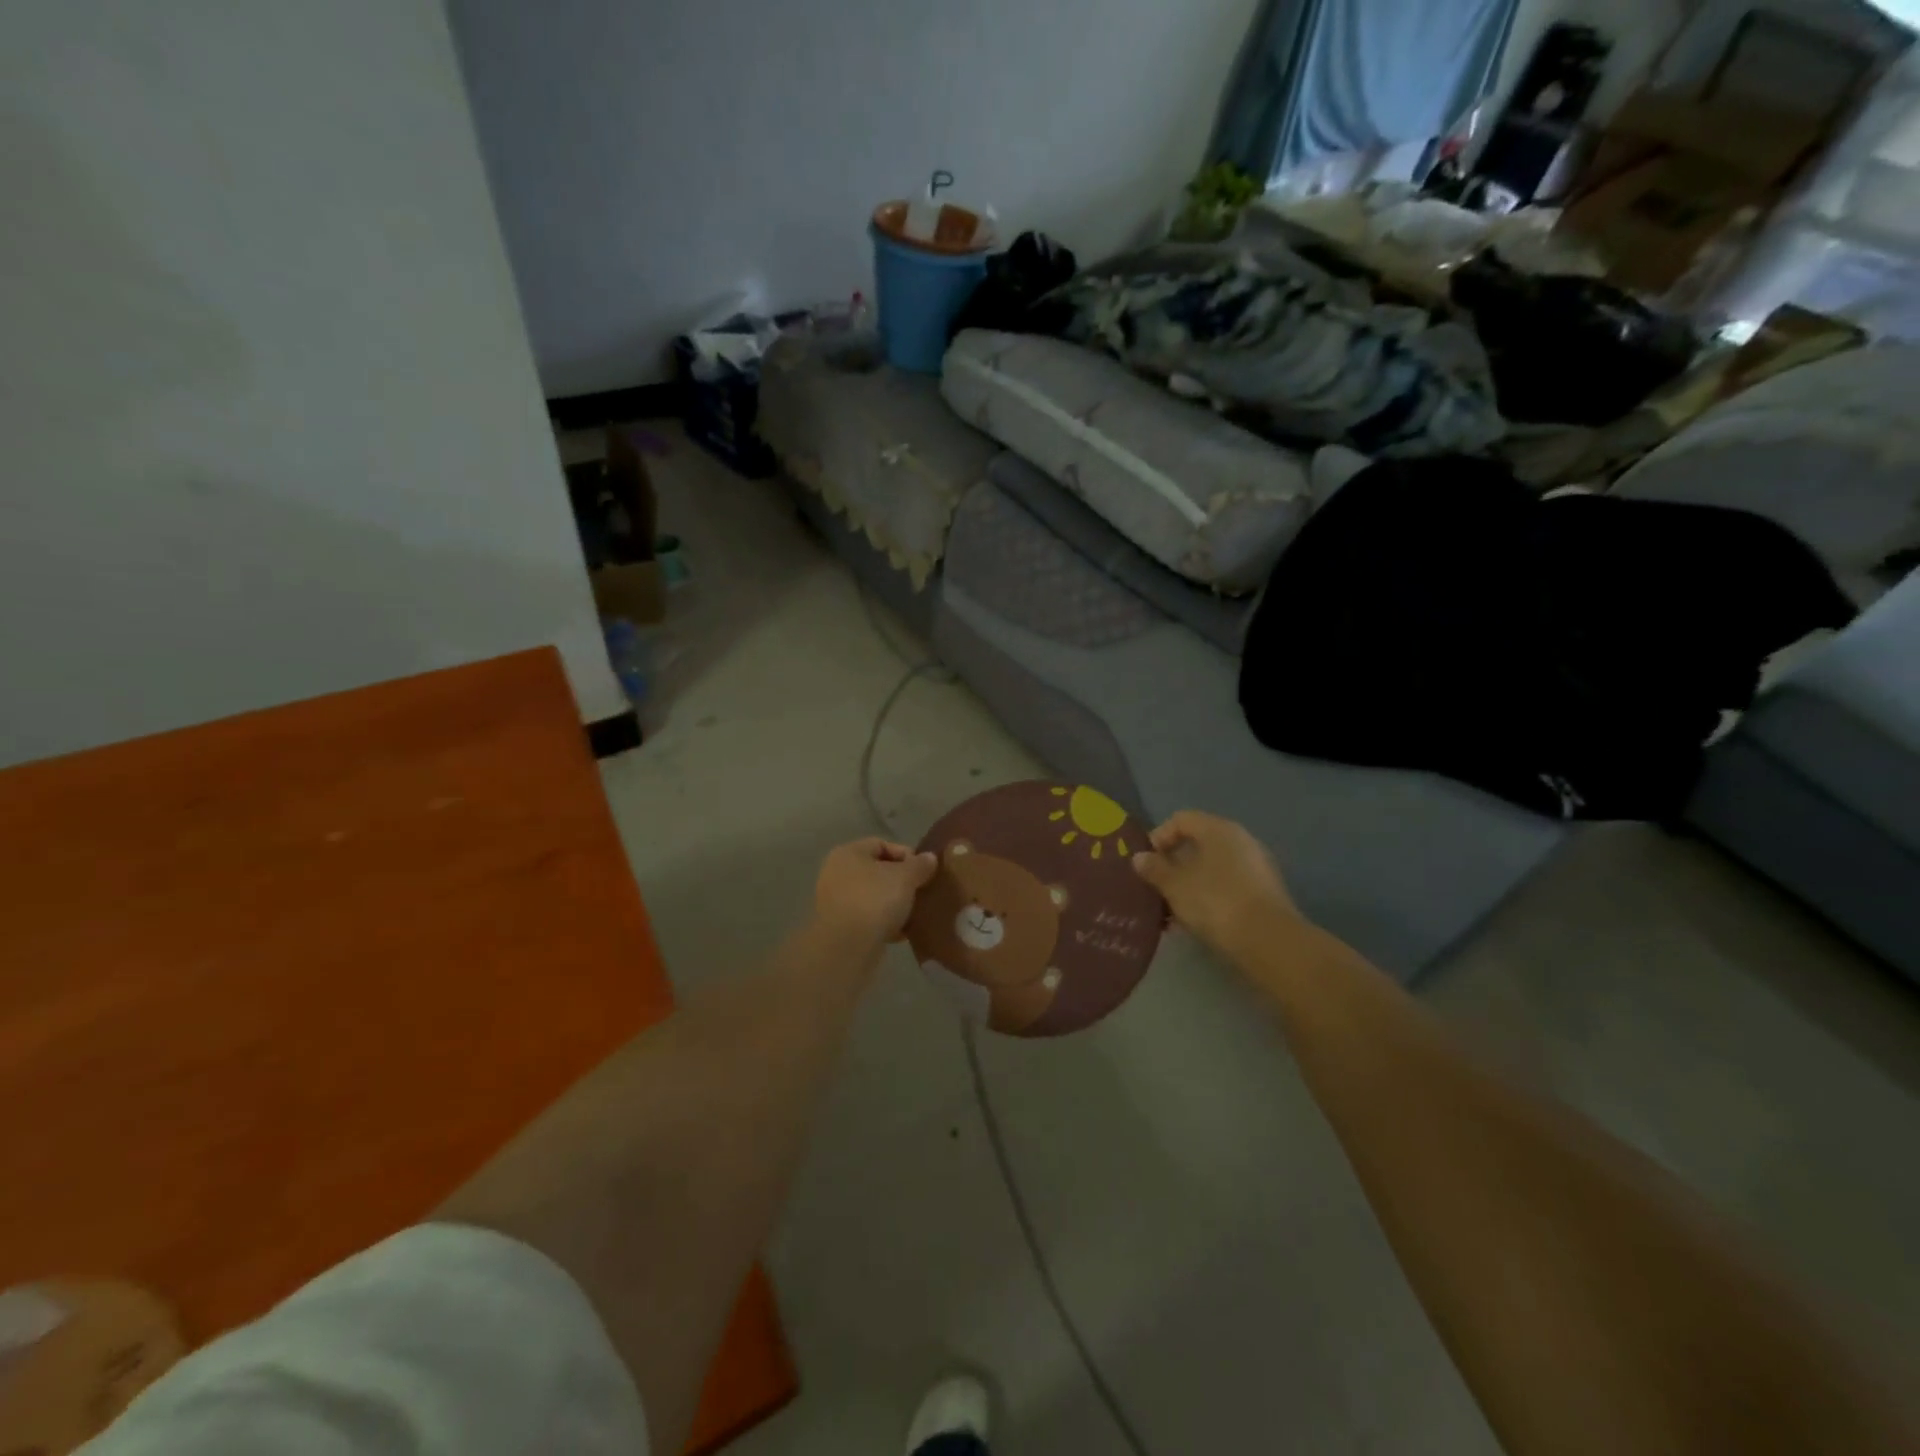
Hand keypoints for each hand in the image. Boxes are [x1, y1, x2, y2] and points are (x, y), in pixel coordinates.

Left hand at [812, 837, 938, 948]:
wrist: (847, 947)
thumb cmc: (875, 901)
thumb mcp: (905, 878)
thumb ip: (920, 865)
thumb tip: (929, 858)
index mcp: (849, 853)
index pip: (881, 844)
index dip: (906, 854)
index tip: (924, 870)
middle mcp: (838, 873)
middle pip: (878, 871)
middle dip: (902, 881)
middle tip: (922, 891)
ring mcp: (837, 901)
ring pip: (874, 896)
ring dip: (895, 904)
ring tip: (916, 913)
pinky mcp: (841, 927)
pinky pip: (869, 918)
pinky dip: (885, 923)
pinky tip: (903, 932)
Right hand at [1131, 811, 1300, 959]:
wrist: (1268, 941)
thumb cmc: (1215, 902)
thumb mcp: (1175, 886)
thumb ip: (1154, 869)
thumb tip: (1140, 857)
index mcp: (1219, 830)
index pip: (1181, 819)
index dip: (1158, 837)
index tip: (1146, 863)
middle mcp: (1241, 841)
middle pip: (1198, 844)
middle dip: (1173, 865)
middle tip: (1156, 887)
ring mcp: (1256, 867)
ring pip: (1212, 868)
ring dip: (1189, 884)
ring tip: (1172, 911)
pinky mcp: (1264, 893)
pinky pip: (1227, 886)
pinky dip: (1208, 897)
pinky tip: (1195, 921)